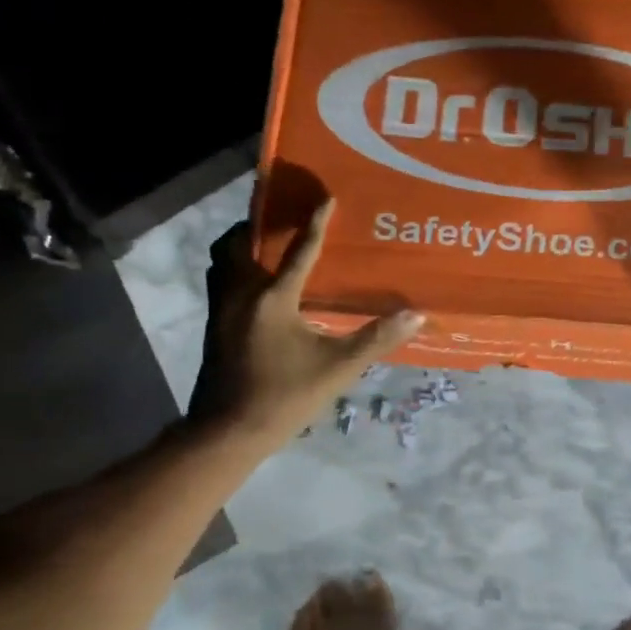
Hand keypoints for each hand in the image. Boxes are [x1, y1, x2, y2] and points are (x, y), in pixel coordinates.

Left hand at [189, 202, 422, 447]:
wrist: (228, 431)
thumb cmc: (285, 396)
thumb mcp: (338, 368)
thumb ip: (376, 339)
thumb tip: (416, 315)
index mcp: (272, 299)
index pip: (298, 251)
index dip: (315, 223)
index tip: (326, 198)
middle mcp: (240, 294)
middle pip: (239, 243)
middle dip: (258, 223)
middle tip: (280, 214)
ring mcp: (222, 311)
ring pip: (222, 261)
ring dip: (241, 245)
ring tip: (263, 242)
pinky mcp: (214, 327)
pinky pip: (220, 281)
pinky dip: (235, 269)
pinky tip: (255, 286)